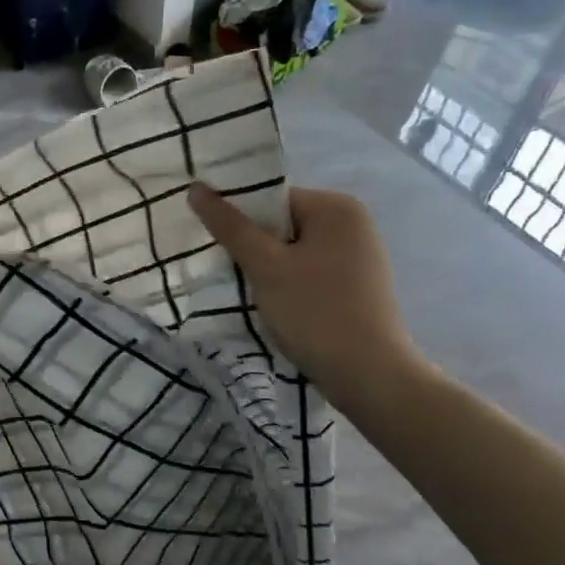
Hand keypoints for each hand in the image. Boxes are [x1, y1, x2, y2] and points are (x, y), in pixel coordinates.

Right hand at [189, 182, 426, 413]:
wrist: (369, 377)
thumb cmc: (315, 312)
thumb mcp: (265, 267)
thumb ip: (230, 226)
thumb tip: (195, 188)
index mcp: (336, 207)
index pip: (271, 200)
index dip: (240, 220)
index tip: (216, 246)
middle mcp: (353, 223)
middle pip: (282, 224)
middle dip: (254, 247)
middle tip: (228, 270)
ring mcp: (358, 255)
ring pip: (293, 251)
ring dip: (268, 269)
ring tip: (249, 292)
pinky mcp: (356, 285)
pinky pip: (309, 271)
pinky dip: (288, 284)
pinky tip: (276, 307)